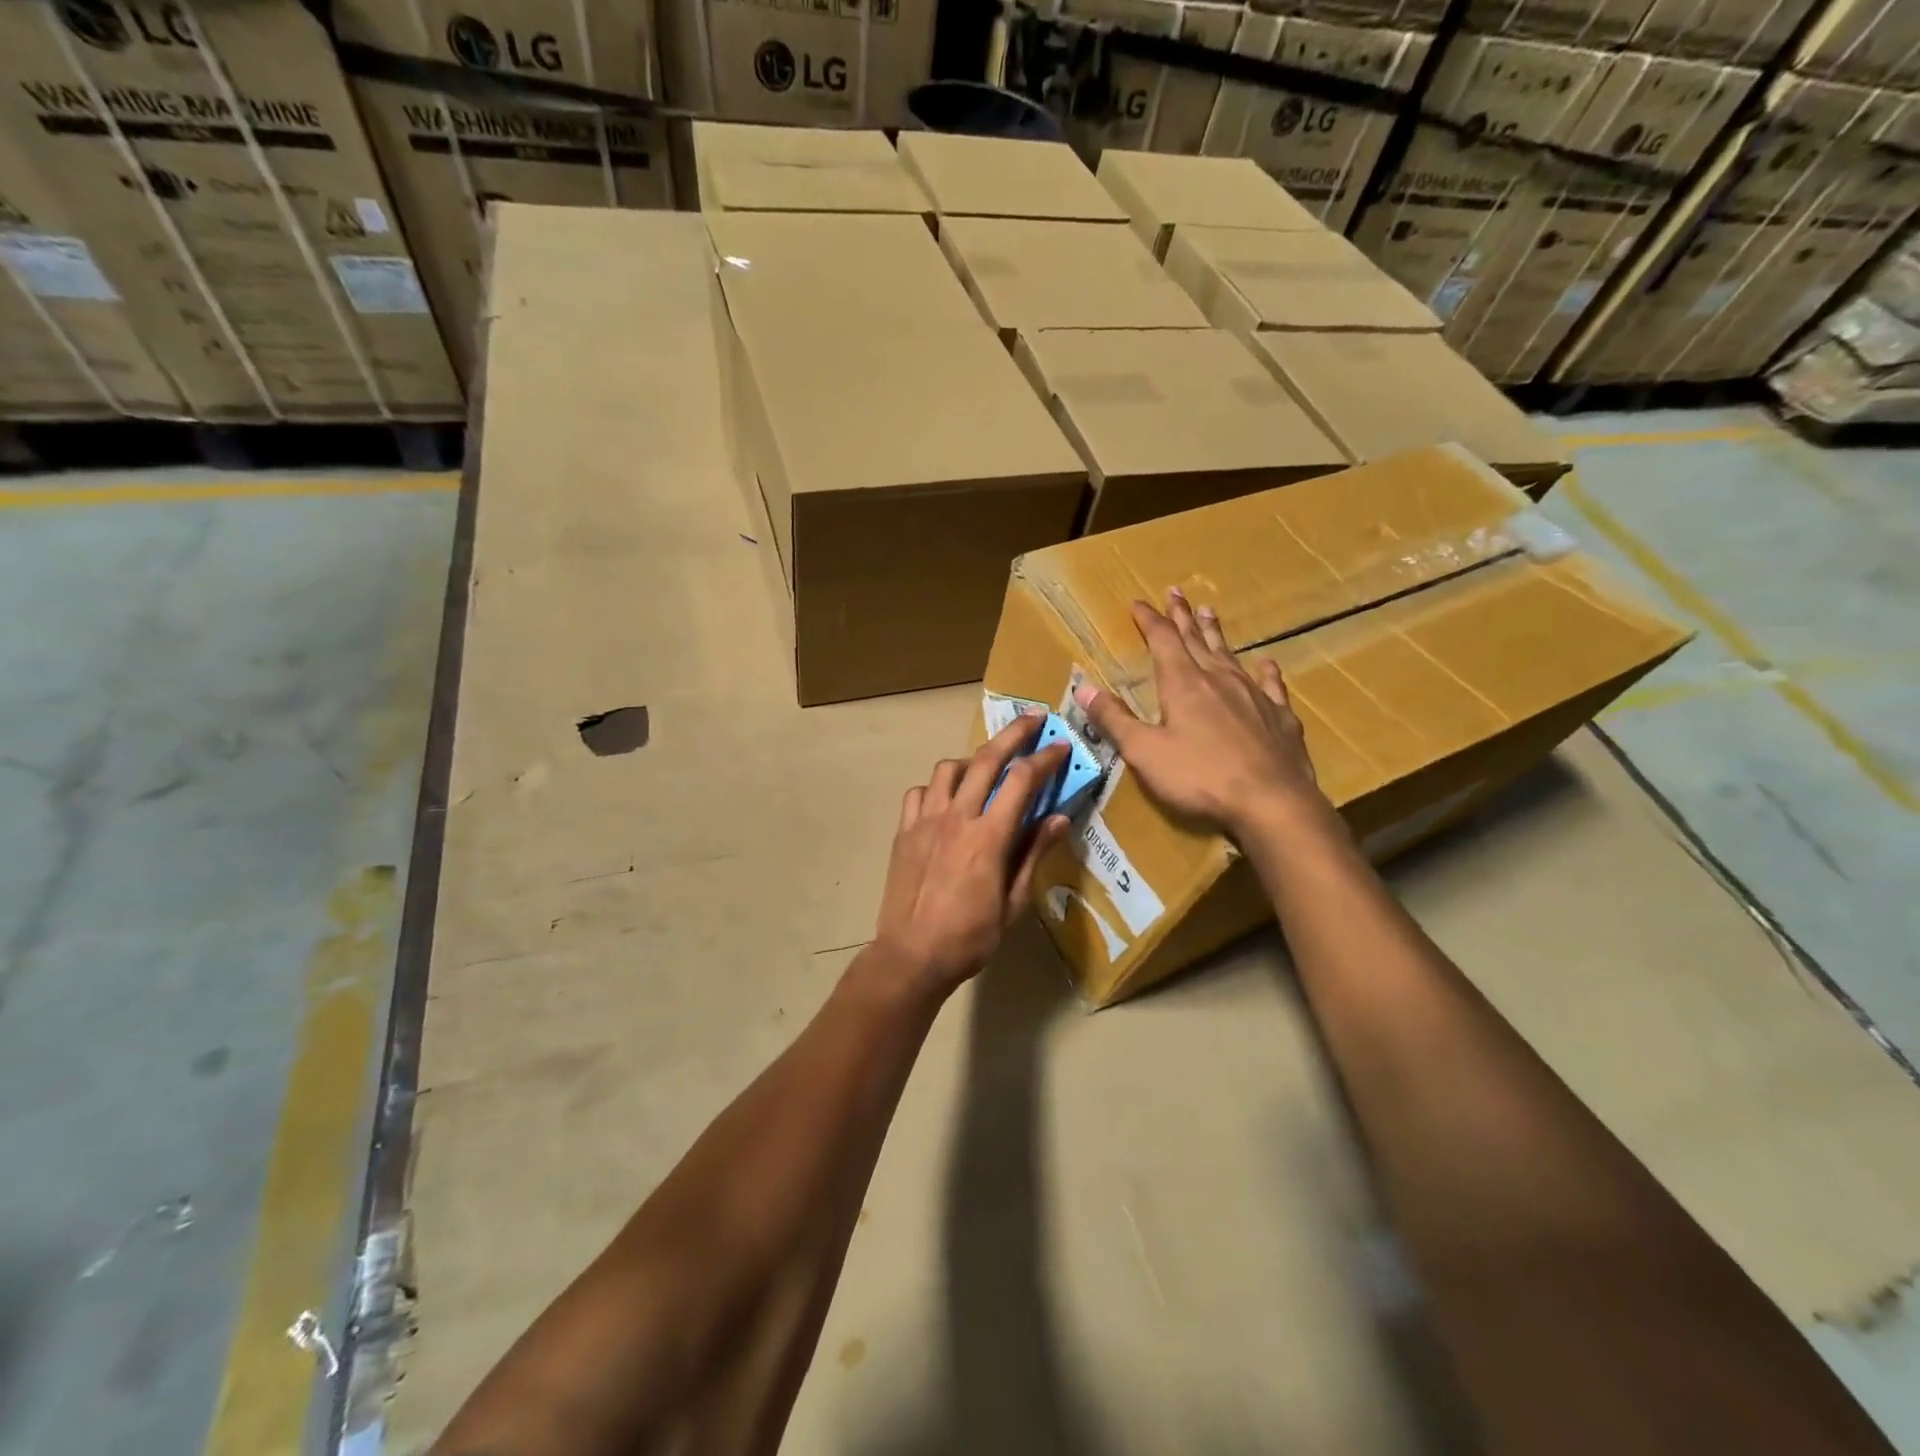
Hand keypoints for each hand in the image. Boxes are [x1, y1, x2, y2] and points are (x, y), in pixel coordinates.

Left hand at [872, 712, 1071, 997]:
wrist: (911, 955)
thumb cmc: (970, 937)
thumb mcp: (1013, 902)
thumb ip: (1034, 854)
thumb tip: (1060, 818)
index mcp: (988, 836)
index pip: (1022, 780)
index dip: (1045, 758)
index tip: (1061, 745)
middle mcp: (956, 817)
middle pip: (986, 759)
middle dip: (1014, 733)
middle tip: (1033, 718)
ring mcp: (925, 821)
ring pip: (948, 769)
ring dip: (972, 759)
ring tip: (986, 767)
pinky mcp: (903, 831)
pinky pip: (919, 792)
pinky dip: (936, 787)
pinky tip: (946, 800)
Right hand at [1075, 589, 1327, 840]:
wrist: (1271, 801)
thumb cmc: (1199, 777)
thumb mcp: (1144, 752)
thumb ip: (1114, 719)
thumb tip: (1083, 688)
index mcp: (1183, 684)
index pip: (1162, 640)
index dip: (1149, 620)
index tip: (1138, 603)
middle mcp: (1219, 679)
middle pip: (1196, 639)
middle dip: (1181, 616)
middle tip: (1175, 591)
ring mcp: (1254, 695)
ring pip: (1230, 654)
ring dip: (1216, 633)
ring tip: (1209, 611)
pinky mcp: (1279, 716)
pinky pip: (1271, 684)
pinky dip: (1265, 670)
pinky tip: (1265, 662)